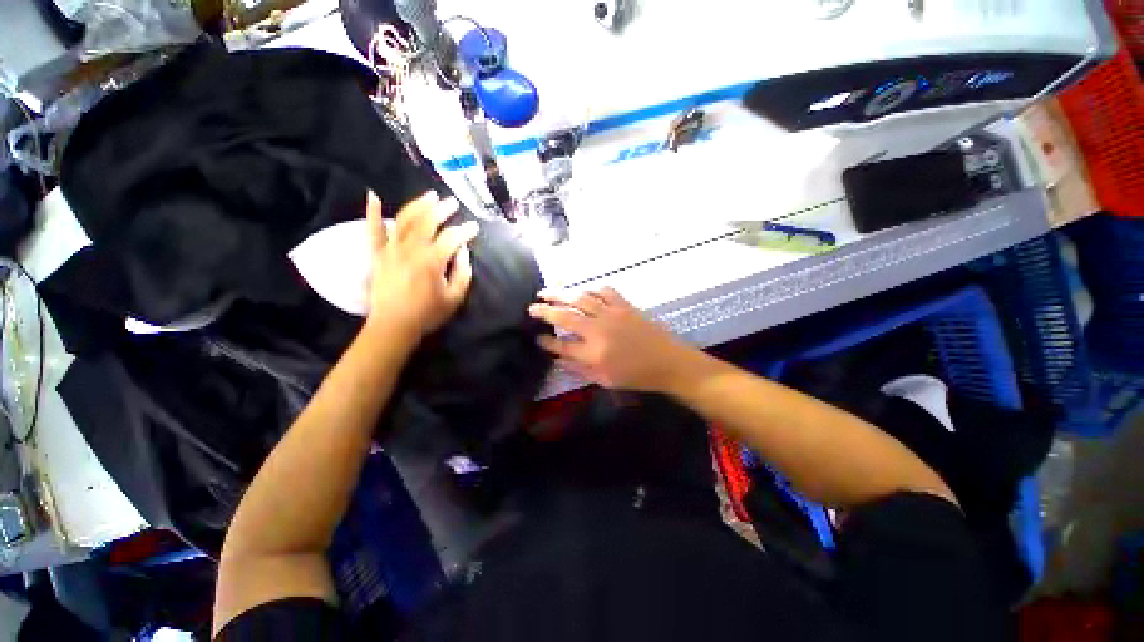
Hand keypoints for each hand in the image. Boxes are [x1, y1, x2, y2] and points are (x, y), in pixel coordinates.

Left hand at [365, 190, 478, 338]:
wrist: (394, 326)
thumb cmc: (427, 314)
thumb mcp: (454, 298)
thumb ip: (462, 273)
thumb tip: (462, 252)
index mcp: (431, 261)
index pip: (451, 238)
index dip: (465, 230)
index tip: (475, 227)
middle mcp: (411, 250)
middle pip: (428, 222)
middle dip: (443, 210)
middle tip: (454, 203)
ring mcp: (391, 250)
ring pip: (404, 220)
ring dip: (418, 204)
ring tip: (430, 195)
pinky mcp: (377, 254)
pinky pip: (373, 230)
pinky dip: (372, 212)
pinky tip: (373, 195)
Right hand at [528, 288, 693, 391]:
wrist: (668, 362)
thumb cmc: (636, 376)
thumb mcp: (605, 380)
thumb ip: (579, 370)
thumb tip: (559, 359)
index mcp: (593, 353)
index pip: (561, 345)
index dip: (546, 341)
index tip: (537, 337)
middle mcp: (598, 330)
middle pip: (564, 316)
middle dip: (544, 311)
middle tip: (531, 307)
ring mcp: (611, 314)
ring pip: (580, 298)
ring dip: (561, 293)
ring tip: (546, 291)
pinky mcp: (624, 305)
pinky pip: (604, 291)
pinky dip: (590, 288)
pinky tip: (583, 290)